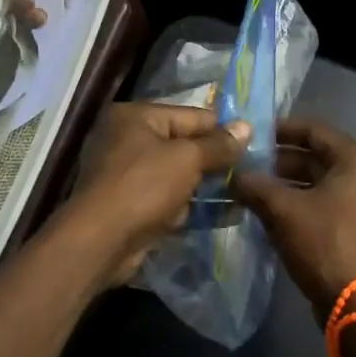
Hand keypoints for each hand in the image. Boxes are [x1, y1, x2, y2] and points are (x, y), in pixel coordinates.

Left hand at [65, 103, 251, 286]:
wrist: (101, 241)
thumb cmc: (143, 186)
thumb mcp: (187, 159)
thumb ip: (218, 144)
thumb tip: (246, 127)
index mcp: (135, 116)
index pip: (190, 115)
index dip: (222, 129)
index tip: (255, 142)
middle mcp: (126, 139)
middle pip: (183, 144)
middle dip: (215, 159)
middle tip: (253, 170)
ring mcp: (126, 174)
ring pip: (177, 174)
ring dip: (206, 185)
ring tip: (245, 192)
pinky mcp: (130, 204)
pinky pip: (168, 198)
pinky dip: (190, 205)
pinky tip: (225, 214)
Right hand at [233, 119, 355, 323]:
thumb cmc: (324, 244)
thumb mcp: (283, 211)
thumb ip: (256, 186)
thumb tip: (234, 176)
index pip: (315, 130)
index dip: (282, 129)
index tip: (253, 134)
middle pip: (319, 157)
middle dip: (281, 160)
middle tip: (247, 165)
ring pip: (322, 183)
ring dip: (289, 184)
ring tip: (254, 189)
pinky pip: (329, 205)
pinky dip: (303, 203)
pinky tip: (273, 213)